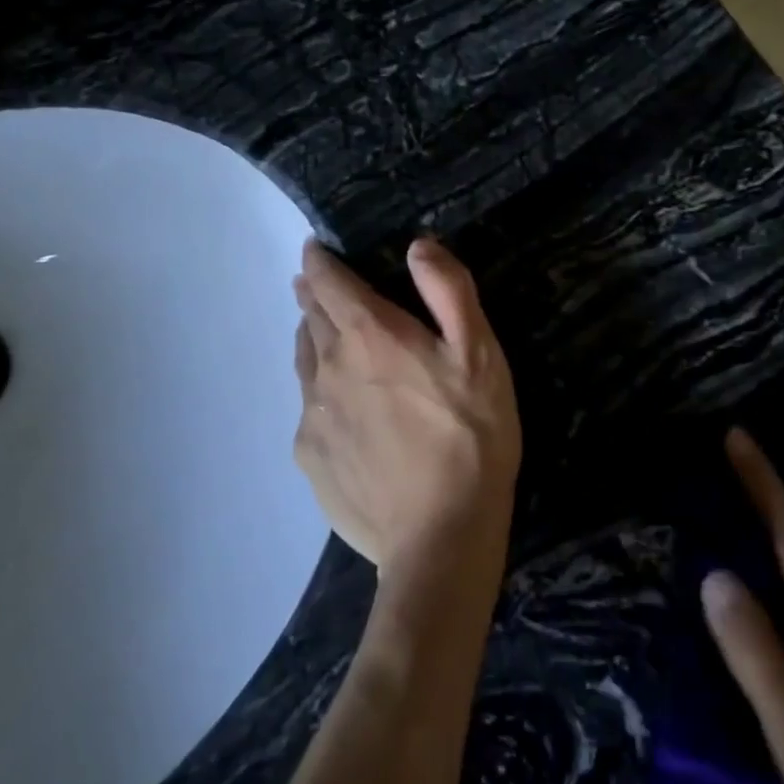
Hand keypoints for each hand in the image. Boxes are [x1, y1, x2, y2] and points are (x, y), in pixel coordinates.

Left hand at [292, 237, 520, 587]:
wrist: (440, 537)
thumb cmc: (470, 435)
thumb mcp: (480, 354)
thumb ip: (448, 291)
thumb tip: (417, 246)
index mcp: (369, 335)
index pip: (328, 282)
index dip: (319, 260)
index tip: (314, 248)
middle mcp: (328, 367)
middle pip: (310, 318)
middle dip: (313, 294)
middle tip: (317, 284)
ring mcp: (313, 416)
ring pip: (303, 361)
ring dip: (310, 338)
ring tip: (320, 332)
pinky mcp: (310, 458)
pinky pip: (307, 408)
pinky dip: (317, 390)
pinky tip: (337, 406)